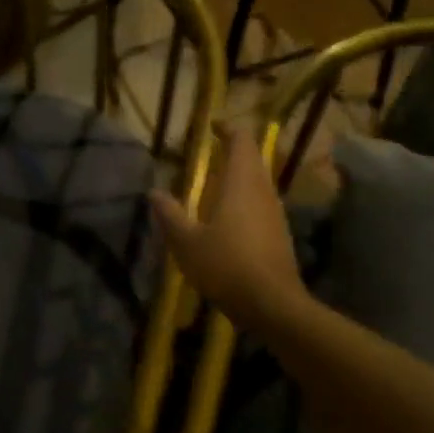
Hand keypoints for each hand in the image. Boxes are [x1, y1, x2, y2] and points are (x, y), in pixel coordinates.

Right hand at [149, 123, 306, 332]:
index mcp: (241, 183)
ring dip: (238, 178)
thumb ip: (170, 215)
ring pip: (258, 183)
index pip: (241, 140)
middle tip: (207, 156)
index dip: (227, 129)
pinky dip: (244, 202)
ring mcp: (275, 213)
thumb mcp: (186, 242)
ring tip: (212, 187)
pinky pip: (261, 205)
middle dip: (232, 152)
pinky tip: (227, 221)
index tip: (210, 128)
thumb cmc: (226, 265)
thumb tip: (154, 192)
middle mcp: (263, 191)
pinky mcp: (279, 234)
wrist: (272, 304)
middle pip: (253, 159)